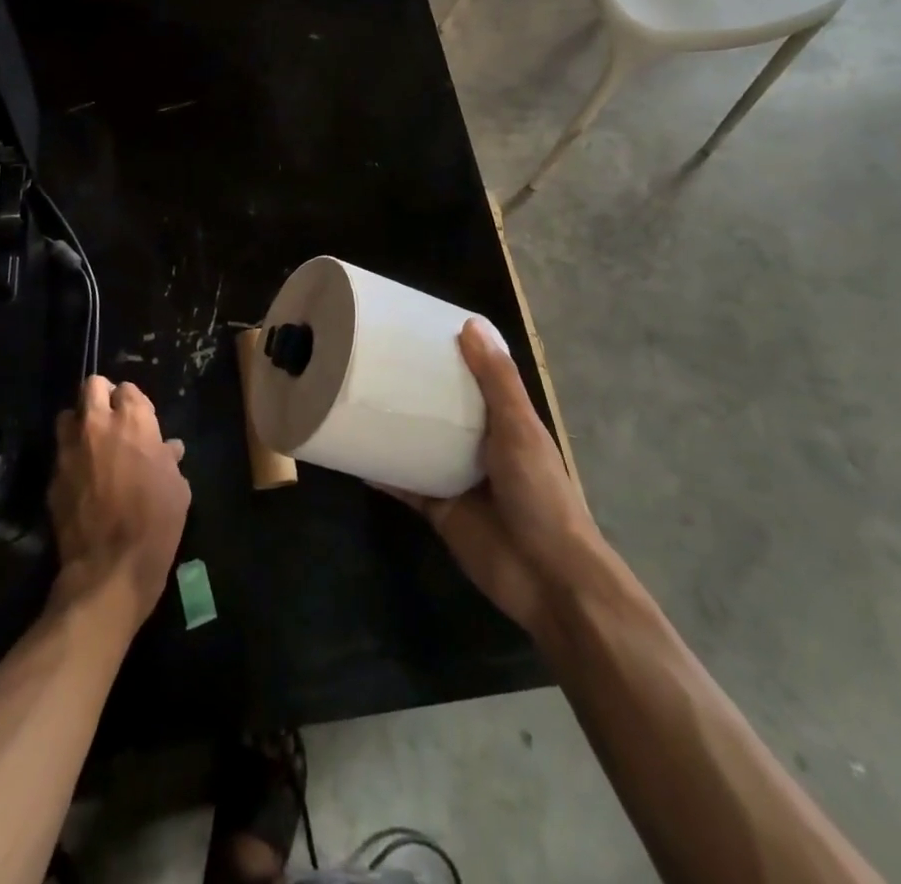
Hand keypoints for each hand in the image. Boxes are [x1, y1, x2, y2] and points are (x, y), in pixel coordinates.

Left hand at [49, 377, 191, 629]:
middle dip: (101, 396)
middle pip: (91, 387)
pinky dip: (70, 460)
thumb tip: (168, 449)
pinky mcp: (53, 478)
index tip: (139, 420)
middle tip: (111, 419)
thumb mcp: (178, 488)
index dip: (133, 402)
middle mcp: (97, 425)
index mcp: (133, 420)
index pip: (127, 388)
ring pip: (66, 416)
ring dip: (79, 424)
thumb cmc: (156, 522)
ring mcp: (70, 450)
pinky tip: (82, 481)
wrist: (111, 568)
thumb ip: (169, 460)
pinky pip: (60, 456)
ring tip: (91, 445)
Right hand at [380, 320, 599, 637]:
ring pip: (418, 444)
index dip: (449, 355)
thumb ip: (497, 380)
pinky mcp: (437, 509)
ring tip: (355, 399)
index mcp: (504, 421)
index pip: (474, 378)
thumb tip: (470, 324)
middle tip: (372, 361)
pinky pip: (403, 484)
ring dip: (394, 428)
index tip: (414, 330)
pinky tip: (353, 453)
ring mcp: (456, 478)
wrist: (546, 577)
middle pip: (441, 410)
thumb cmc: (539, 493)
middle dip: (413, 390)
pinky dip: (381, 471)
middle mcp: (479, 445)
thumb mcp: (520, 428)